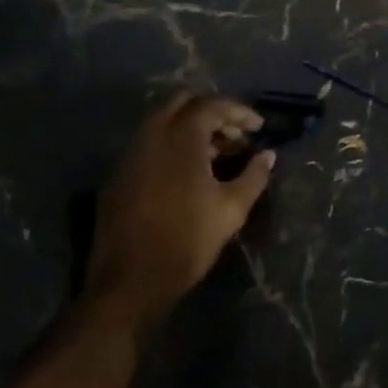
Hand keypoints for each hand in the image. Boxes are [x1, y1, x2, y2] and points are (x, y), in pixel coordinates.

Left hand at [85, 94, 274, 332]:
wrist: (128, 283)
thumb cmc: (186, 241)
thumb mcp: (231, 209)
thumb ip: (253, 176)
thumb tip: (268, 155)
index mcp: (181, 137)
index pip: (212, 105)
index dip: (239, 112)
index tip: (258, 128)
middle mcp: (152, 135)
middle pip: (183, 103)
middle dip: (212, 113)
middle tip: (234, 136)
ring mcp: (130, 154)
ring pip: (163, 122)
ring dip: (190, 129)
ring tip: (215, 155)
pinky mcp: (118, 175)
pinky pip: (149, 144)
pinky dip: (171, 146)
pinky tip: (187, 173)